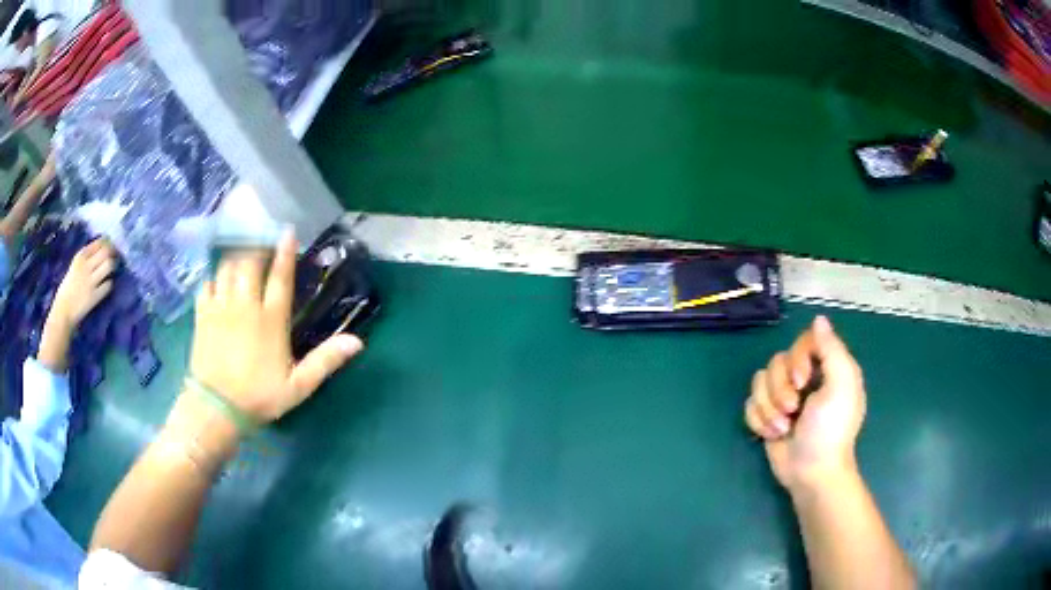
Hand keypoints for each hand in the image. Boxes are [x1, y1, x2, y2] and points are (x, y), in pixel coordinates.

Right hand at [49, 239, 116, 328]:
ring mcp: (90, 281)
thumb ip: (86, 258)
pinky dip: (109, 284)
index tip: (110, 247)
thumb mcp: (75, 266)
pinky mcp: (94, 296)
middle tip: (115, 257)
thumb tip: (103, 249)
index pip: (99, 243)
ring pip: (109, 265)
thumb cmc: (68, 288)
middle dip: (113, 253)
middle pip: (106, 252)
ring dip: (113, 266)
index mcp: (80, 257)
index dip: (107, 243)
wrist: (63, 311)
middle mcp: (85, 266)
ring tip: (113, 270)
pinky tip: (106, 285)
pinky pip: (108, 285)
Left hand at [189, 231, 362, 423]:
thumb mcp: (298, 386)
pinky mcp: (203, 315)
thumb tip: (357, 341)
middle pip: (250, 263)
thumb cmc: (259, 397)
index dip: (285, 252)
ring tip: (241, 256)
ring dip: (236, 258)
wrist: (216, 407)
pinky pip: (207, 284)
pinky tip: (217, 280)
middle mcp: (245, 305)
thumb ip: (325, 361)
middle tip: (262, 243)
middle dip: (256, 248)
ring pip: (227, 268)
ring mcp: (221, 307)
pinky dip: (214, 277)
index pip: (280, 277)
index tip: (287, 231)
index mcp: (271, 320)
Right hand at [744, 316, 865, 493]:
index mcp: (826, 368)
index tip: (803, 381)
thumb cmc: (830, 430)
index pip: (802, 342)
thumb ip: (832, 350)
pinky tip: (772, 434)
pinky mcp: (768, 416)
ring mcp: (784, 398)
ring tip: (782, 428)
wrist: (811, 474)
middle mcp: (805, 379)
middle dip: (780, 390)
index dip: (797, 359)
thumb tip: (819, 318)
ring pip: (759, 383)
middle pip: (777, 362)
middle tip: (793, 410)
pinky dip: (758, 420)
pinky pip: (750, 404)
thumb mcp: (841, 386)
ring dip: (768, 408)